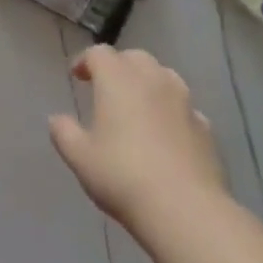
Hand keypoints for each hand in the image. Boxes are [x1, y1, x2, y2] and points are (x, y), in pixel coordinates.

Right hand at [49, 46, 229, 235]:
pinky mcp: (205, 127)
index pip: (99, 53)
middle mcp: (152, 79)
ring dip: (148, 83)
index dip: (85, 60)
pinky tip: (166, 134)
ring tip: (138, 106)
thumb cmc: (123, 176)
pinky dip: (171, 111)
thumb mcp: (80, 157)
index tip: (77, 76)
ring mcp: (184, 101)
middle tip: (107, 88)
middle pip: (134, 57)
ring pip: (164, 77)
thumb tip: (57, 119)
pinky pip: (184, 108)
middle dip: (119, 67)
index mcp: (118, 79)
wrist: (185, 209)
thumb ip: (64, 132)